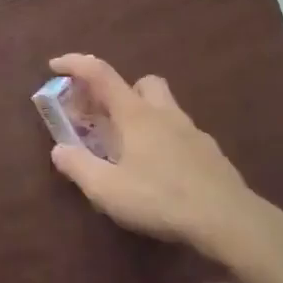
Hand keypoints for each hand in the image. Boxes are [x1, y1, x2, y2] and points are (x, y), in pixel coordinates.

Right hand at [45, 54, 282, 269]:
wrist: (227, 218)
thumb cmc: (160, 198)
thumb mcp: (107, 189)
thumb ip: (78, 167)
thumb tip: (59, 149)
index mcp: (135, 115)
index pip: (101, 74)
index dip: (76, 63)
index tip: (55, 64)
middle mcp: (164, 113)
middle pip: (142, 82)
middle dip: (120, 91)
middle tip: (104, 118)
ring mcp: (192, 131)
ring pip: (165, 106)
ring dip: (144, 115)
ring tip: (130, 148)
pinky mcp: (209, 152)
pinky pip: (181, 133)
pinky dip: (165, 140)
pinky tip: (160, 170)